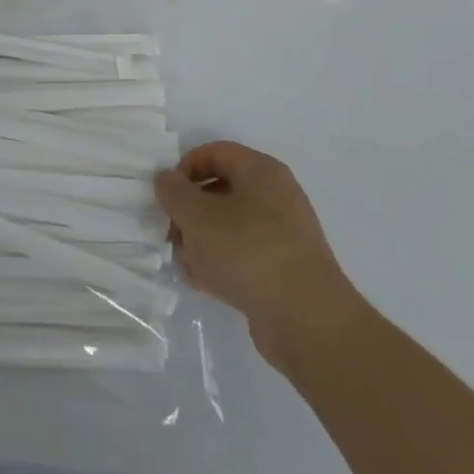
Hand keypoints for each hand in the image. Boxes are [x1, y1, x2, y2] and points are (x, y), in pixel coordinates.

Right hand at [155, 141, 362, 366]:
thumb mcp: (197, 216)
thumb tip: (167, 179)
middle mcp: (276, 196)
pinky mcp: (284, 269)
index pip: (216, 152)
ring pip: (230, 225)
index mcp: (261, 171)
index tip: (167, 195)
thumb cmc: (248, 252)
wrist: (306, 321)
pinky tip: (203, 282)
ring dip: (202, 240)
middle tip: (172, 232)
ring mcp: (283, 235)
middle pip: (221, 190)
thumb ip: (174, 192)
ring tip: (186, 262)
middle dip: (190, 210)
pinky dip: (221, 263)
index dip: (185, 167)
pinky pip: (243, 255)